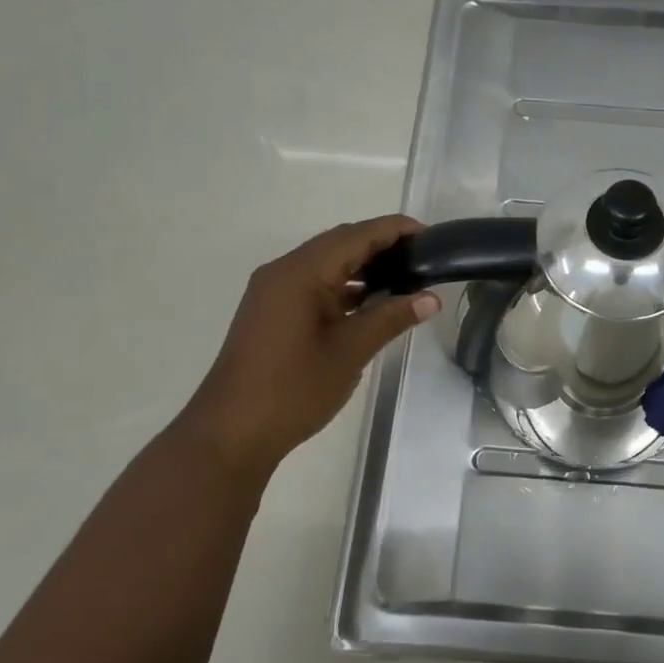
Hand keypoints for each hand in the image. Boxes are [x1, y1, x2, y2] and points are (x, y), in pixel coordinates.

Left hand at [178, 216, 439, 480]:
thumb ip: (391, 318)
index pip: (356, 236)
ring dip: (363, 266)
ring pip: (326, 264)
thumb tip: (431, 299)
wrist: (232, 432)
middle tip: (423, 257)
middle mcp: (284, 272)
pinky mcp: (273, 311)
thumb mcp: (350, 351)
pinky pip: (315, 284)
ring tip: (405, 277)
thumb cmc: (293, 389)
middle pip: (340, 243)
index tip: (430, 236)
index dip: (395, 230)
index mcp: (301, 273)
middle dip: (381, 245)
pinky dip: (345, 286)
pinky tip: (371, 302)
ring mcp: (274, 292)